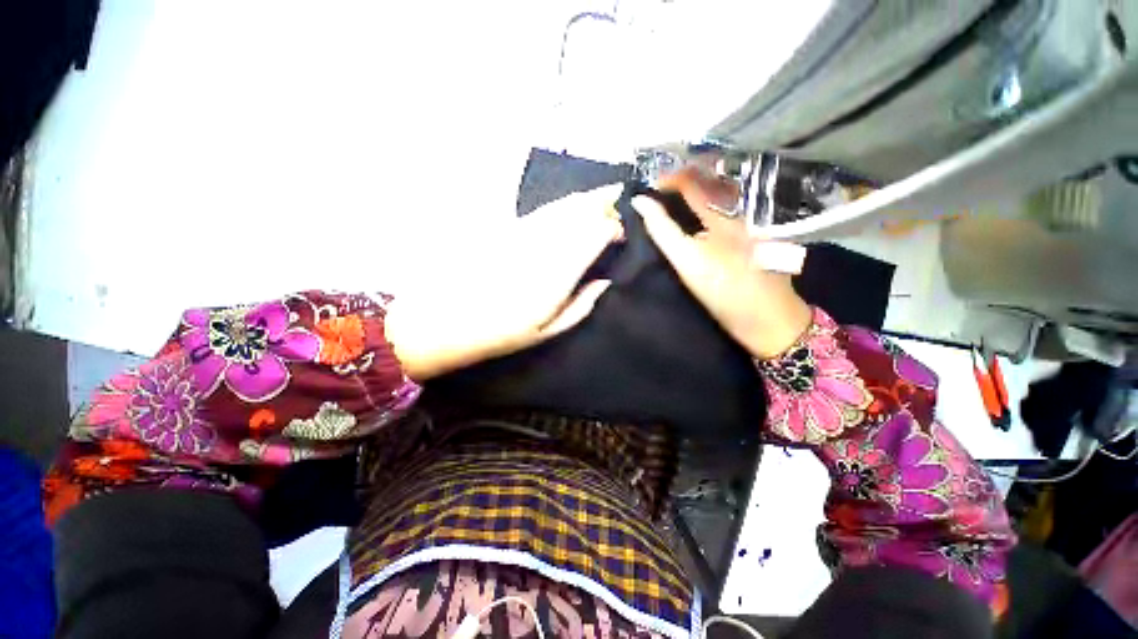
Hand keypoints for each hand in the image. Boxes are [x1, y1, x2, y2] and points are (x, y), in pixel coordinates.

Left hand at [385, 185, 622, 380]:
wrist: (447, 319)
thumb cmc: (502, 332)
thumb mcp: (548, 331)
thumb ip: (582, 305)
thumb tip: (606, 282)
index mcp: (559, 272)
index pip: (596, 233)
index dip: (613, 227)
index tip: (621, 235)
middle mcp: (545, 244)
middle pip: (581, 210)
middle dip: (604, 202)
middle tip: (619, 198)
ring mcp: (524, 232)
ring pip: (562, 205)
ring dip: (585, 198)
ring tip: (603, 193)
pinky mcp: (507, 228)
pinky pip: (542, 210)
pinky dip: (562, 205)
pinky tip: (570, 206)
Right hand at [631, 168, 811, 358]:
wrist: (768, 318)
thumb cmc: (725, 291)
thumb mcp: (688, 262)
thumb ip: (663, 230)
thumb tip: (640, 202)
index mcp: (724, 214)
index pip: (693, 182)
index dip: (669, 178)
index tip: (650, 185)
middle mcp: (740, 211)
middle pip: (711, 183)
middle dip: (684, 181)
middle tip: (660, 188)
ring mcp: (751, 222)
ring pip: (721, 196)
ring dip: (697, 191)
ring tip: (675, 197)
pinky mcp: (756, 235)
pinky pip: (729, 210)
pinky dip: (710, 205)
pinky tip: (698, 214)